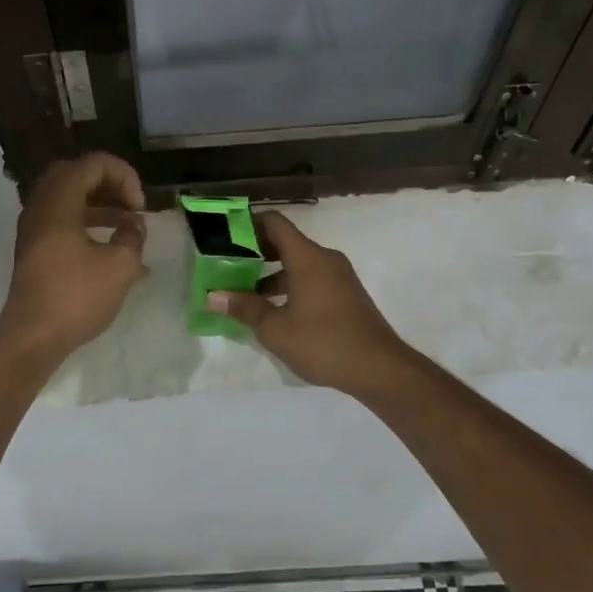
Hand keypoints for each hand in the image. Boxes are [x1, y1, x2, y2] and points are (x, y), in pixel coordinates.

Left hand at [0, 153, 147, 360]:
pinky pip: (62, 220)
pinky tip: (111, 249)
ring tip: (128, 226)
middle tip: (130, 205)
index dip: (124, 176)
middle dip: (108, 184)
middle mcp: (41, 207)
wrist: (31, 338)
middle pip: (75, 175)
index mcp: (58, 202)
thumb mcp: (120, 267)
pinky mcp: (34, 249)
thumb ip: (132, 237)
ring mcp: (33, 229)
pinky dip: (87, 223)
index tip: (139, 207)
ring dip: (99, 204)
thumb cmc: (75, 297)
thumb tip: (132, 225)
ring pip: (68, 199)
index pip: (93, 164)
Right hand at [208, 212, 412, 397]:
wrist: (379, 368)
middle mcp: (324, 258)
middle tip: (228, 265)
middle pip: (286, 242)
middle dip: (256, 252)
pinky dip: (291, 285)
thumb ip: (244, 308)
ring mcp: (339, 276)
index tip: (225, 235)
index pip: (274, 223)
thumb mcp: (275, 329)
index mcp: (307, 257)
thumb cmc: (323, 342)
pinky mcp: (346, 294)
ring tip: (245, 292)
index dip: (248, 224)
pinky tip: (275, 309)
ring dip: (272, 273)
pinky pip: (312, 278)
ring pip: (299, 263)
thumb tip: (213, 296)